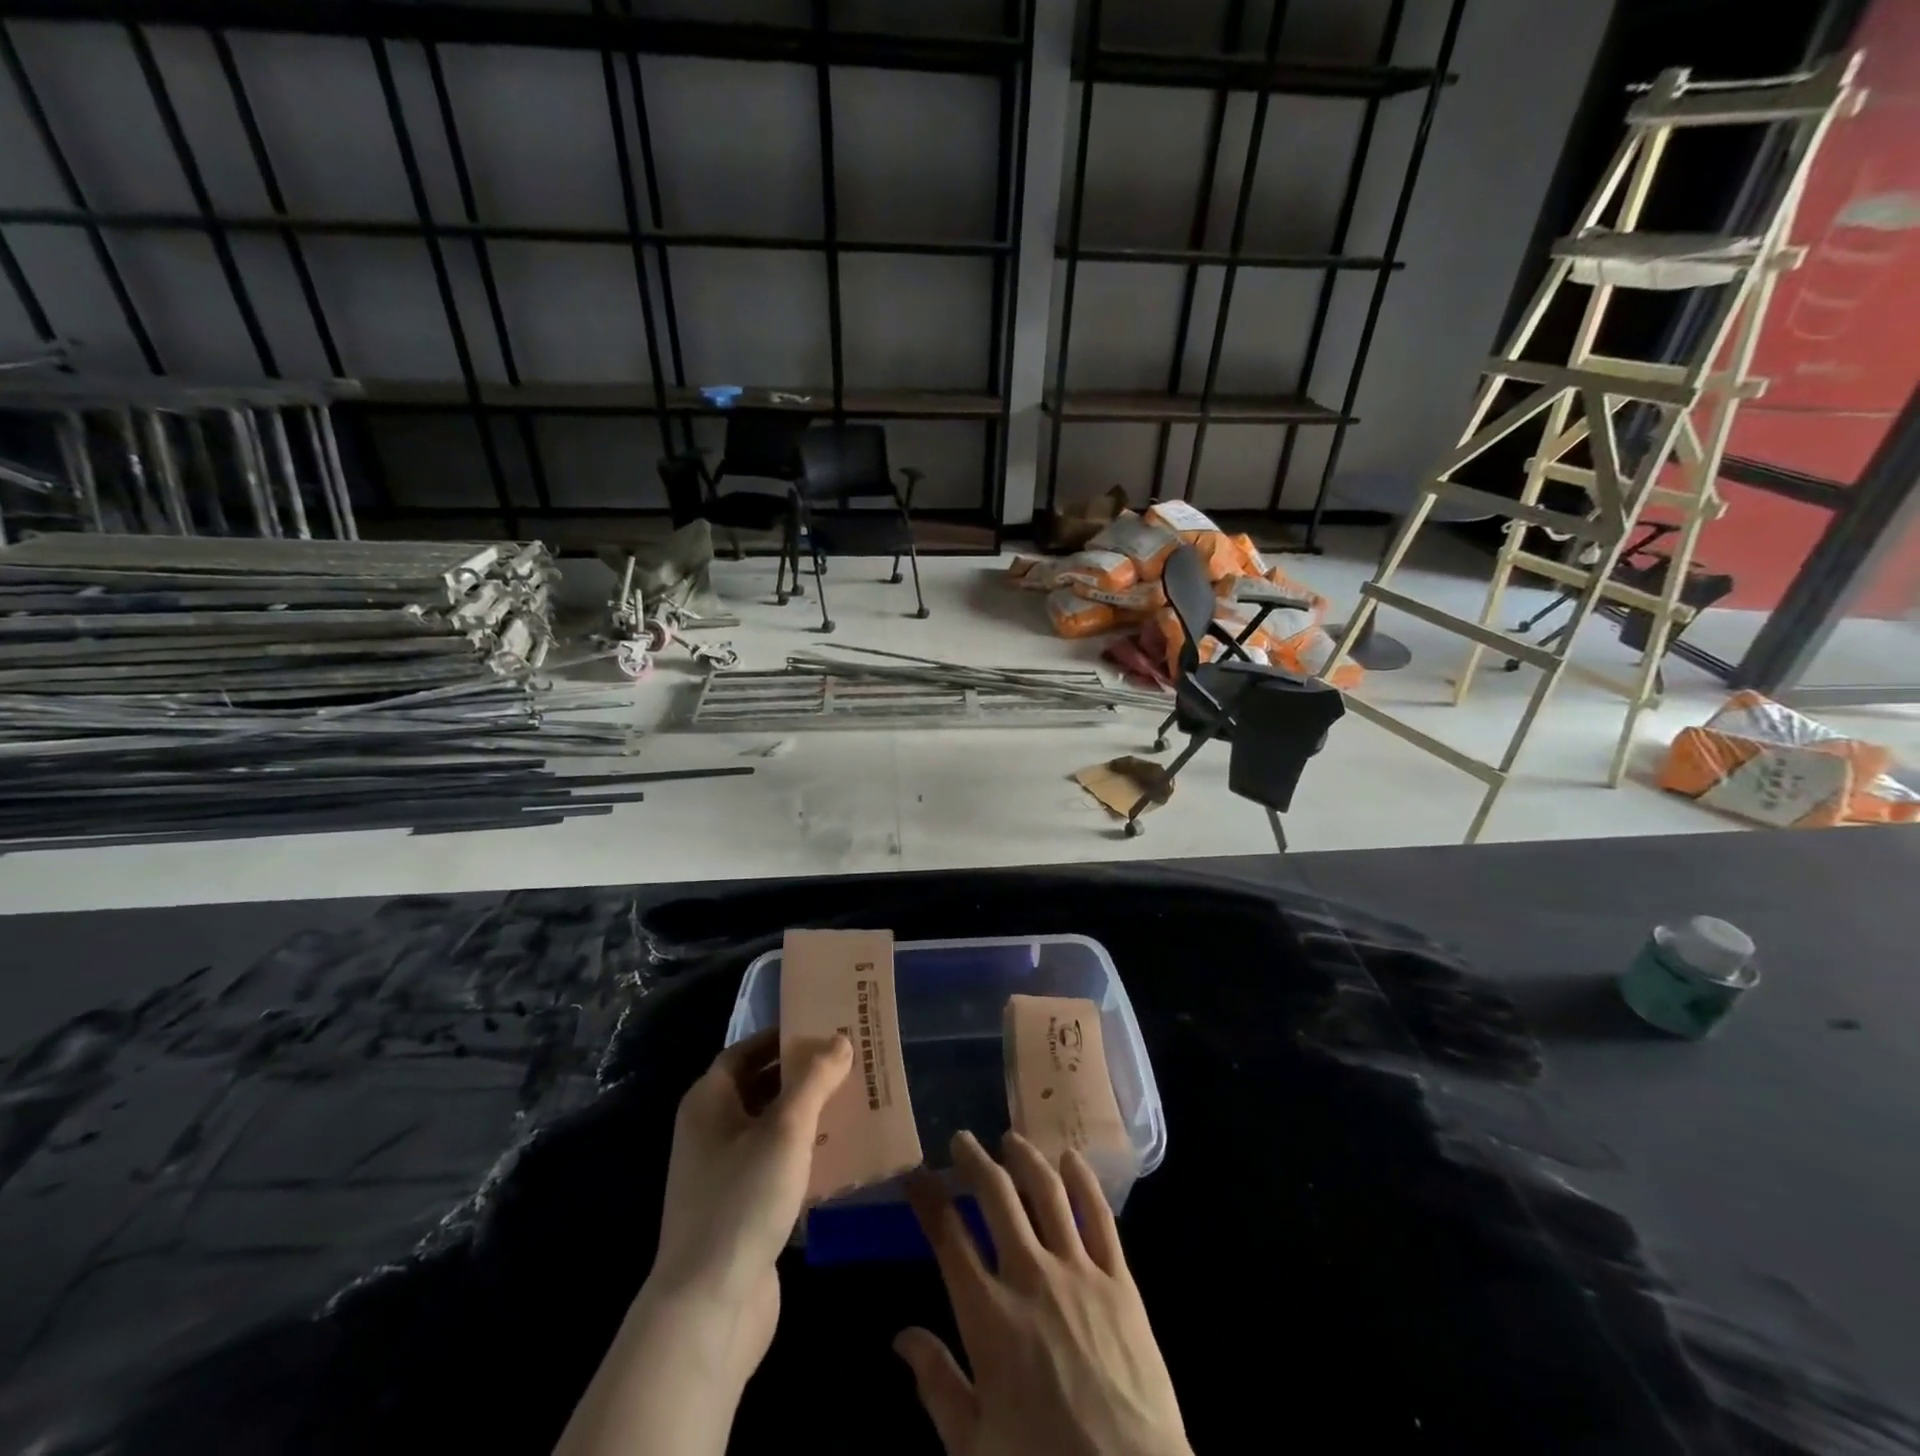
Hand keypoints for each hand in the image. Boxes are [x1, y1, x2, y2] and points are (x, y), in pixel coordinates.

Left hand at [555, 1031, 850, 1455]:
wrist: (709, 1309)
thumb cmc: (743, 1200)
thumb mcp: (786, 1129)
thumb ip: (814, 1079)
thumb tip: (840, 1039)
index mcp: (709, 1103)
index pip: (745, 1052)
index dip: (781, 1038)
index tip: (824, 1029)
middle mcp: (711, 1132)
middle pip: (761, 1088)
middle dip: (803, 1075)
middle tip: (850, 1062)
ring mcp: (725, 1175)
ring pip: (773, 1129)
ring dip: (810, 1115)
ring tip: (856, 1101)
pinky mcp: (743, 1211)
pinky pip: (778, 1166)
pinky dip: (807, 1155)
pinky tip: (844, 1154)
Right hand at [896, 1131, 1190, 1455]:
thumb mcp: (973, 1447)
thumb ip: (937, 1385)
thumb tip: (901, 1337)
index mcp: (988, 1315)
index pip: (949, 1236)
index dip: (928, 1198)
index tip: (916, 1174)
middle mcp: (1029, 1276)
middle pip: (996, 1196)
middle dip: (974, 1161)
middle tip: (962, 1140)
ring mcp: (1078, 1271)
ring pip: (1046, 1192)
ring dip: (1025, 1158)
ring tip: (1011, 1139)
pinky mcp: (1119, 1280)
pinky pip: (1099, 1216)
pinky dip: (1083, 1181)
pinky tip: (1071, 1158)